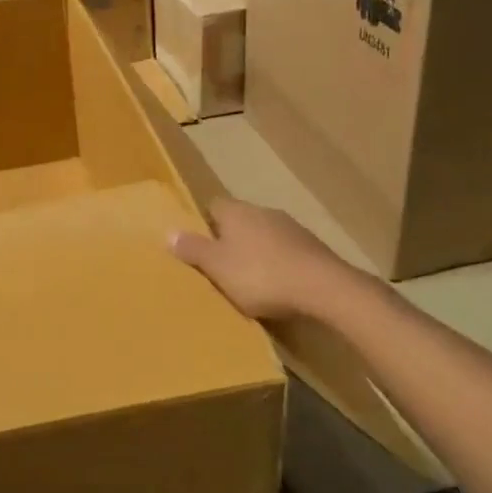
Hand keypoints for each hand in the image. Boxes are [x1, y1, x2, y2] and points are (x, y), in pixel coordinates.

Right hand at [169, 199, 362, 323]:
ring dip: (256, 250)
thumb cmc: (260, 275)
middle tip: (221, 265)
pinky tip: (278, 285)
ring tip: (250, 279)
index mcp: (235, 211)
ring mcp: (290, 227)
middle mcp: (262, 211)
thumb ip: (193, 249)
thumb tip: (169, 232)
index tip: (199, 245)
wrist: (322, 287)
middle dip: (230, 238)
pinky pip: (286, 250)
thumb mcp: (217, 267)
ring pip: (263, 234)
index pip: (212, 206)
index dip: (204, 223)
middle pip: (239, 219)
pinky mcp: (312, 246)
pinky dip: (279, 262)